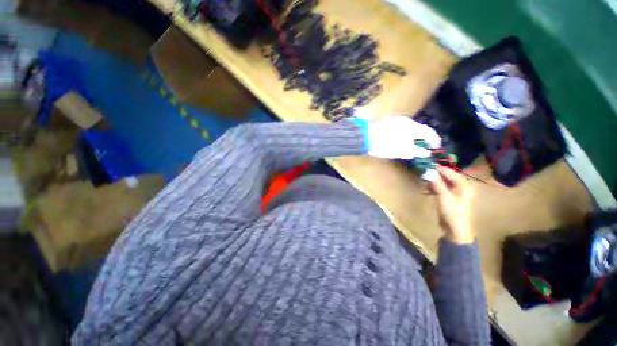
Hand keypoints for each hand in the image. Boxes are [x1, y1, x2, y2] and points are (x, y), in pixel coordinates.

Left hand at [365, 116, 441, 159]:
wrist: (363, 137)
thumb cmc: (382, 145)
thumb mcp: (400, 151)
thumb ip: (415, 151)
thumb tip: (425, 152)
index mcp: (412, 127)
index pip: (429, 133)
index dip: (434, 141)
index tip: (435, 148)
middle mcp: (406, 121)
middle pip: (420, 130)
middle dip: (423, 139)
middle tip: (424, 149)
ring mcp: (396, 120)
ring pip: (410, 129)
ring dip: (414, 137)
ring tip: (412, 146)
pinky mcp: (387, 123)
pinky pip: (401, 129)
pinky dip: (405, 135)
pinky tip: (401, 141)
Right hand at [430, 166, 474, 243]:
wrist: (455, 230)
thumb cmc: (453, 213)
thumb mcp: (444, 197)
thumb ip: (437, 183)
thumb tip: (429, 171)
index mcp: (464, 185)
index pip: (450, 172)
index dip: (439, 168)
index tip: (427, 164)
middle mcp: (460, 187)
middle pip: (446, 176)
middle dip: (435, 174)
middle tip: (423, 171)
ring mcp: (453, 192)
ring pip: (441, 182)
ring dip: (432, 180)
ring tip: (423, 178)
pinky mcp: (447, 197)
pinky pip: (439, 188)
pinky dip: (432, 187)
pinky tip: (425, 188)